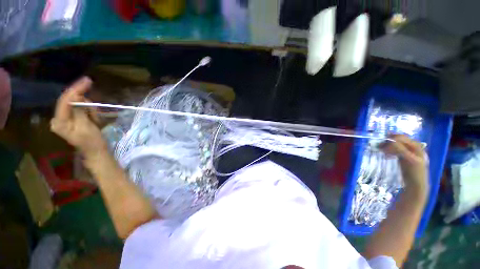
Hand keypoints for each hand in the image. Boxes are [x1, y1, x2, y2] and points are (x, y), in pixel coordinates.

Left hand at [50, 77, 106, 157]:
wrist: (96, 151)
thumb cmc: (92, 142)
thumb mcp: (86, 127)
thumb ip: (79, 111)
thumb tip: (77, 96)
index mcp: (59, 121)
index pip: (65, 100)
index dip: (76, 89)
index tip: (87, 80)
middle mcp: (59, 117)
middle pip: (72, 101)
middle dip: (86, 105)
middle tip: (95, 115)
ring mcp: (66, 118)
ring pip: (79, 104)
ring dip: (90, 110)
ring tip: (95, 121)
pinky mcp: (73, 118)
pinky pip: (82, 108)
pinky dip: (90, 112)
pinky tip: (94, 120)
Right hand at [381, 135, 428, 193]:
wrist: (416, 185)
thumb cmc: (414, 172)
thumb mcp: (409, 160)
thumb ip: (400, 149)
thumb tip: (390, 141)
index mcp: (416, 146)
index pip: (402, 138)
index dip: (391, 138)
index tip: (381, 143)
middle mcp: (413, 147)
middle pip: (399, 140)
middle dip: (389, 142)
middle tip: (379, 146)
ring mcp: (408, 152)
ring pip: (396, 145)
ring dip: (388, 146)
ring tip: (381, 151)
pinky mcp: (404, 157)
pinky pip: (395, 150)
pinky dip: (389, 151)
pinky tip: (386, 155)